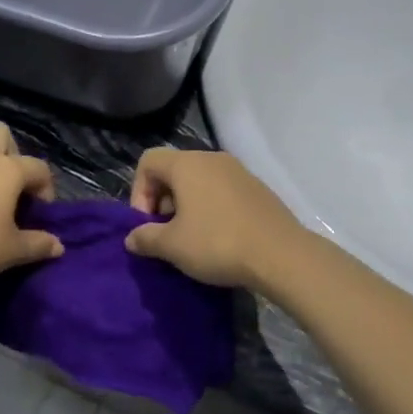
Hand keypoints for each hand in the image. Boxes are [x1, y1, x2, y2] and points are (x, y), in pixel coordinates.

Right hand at [123, 149, 303, 288]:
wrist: (281, 254)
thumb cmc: (218, 243)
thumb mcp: (172, 246)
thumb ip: (145, 238)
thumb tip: (132, 238)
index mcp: (187, 164)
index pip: (148, 161)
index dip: (138, 192)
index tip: (147, 224)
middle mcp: (212, 159)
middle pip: (173, 170)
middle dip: (162, 200)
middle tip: (166, 233)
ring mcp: (238, 171)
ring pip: (199, 181)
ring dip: (186, 205)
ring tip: (191, 238)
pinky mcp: (257, 188)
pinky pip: (222, 190)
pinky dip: (211, 207)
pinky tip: (218, 237)